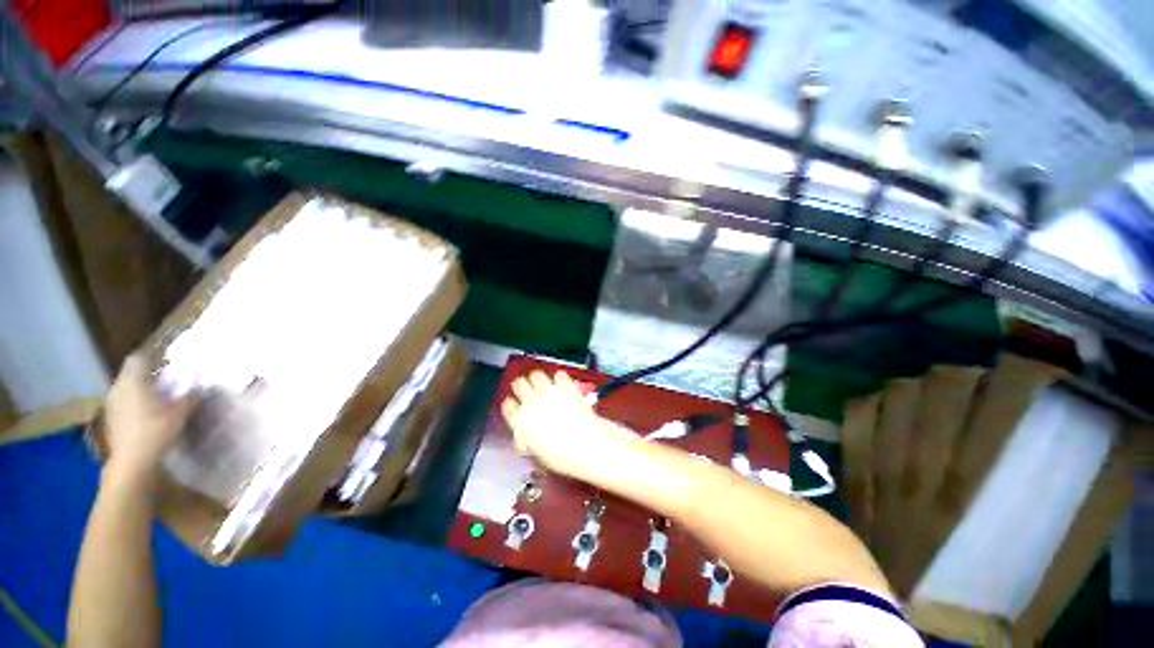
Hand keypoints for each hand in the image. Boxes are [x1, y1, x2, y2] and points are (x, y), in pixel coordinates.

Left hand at [103, 354, 195, 482]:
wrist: (131, 461)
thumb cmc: (156, 430)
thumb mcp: (180, 412)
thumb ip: (191, 395)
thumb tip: (202, 384)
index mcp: (134, 380)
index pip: (139, 359)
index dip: (152, 357)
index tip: (167, 361)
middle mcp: (119, 387)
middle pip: (131, 373)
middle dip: (147, 374)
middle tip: (167, 379)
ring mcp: (112, 403)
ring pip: (126, 387)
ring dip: (140, 388)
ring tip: (158, 396)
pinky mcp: (111, 418)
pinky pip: (123, 401)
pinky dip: (134, 402)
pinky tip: (146, 413)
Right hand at [501, 371, 634, 480]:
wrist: (584, 444)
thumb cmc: (560, 456)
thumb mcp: (537, 453)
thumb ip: (527, 441)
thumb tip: (524, 439)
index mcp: (520, 422)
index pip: (507, 406)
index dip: (510, 404)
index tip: (513, 404)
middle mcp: (531, 403)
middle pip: (519, 385)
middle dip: (522, 385)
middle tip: (526, 387)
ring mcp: (549, 392)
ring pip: (536, 376)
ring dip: (538, 378)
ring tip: (540, 381)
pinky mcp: (566, 386)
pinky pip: (559, 375)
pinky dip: (560, 377)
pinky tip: (562, 381)